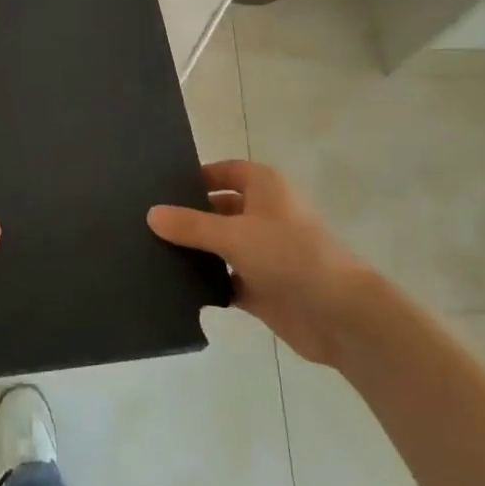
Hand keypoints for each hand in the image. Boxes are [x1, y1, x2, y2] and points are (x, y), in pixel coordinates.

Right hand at [149, 159, 372, 366]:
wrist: (339, 314)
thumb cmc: (290, 255)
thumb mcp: (234, 234)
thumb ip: (191, 225)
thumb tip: (151, 213)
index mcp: (264, 188)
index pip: (224, 172)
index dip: (196, 177)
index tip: (159, 187)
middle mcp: (264, 214)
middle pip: (219, 209)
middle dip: (189, 216)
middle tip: (145, 222)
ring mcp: (264, 253)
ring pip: (221, 246)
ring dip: (196, 251)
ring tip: (150, 252)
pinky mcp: (262, 287)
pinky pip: (226, 280)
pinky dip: (207, 283)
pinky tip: (174, 286)